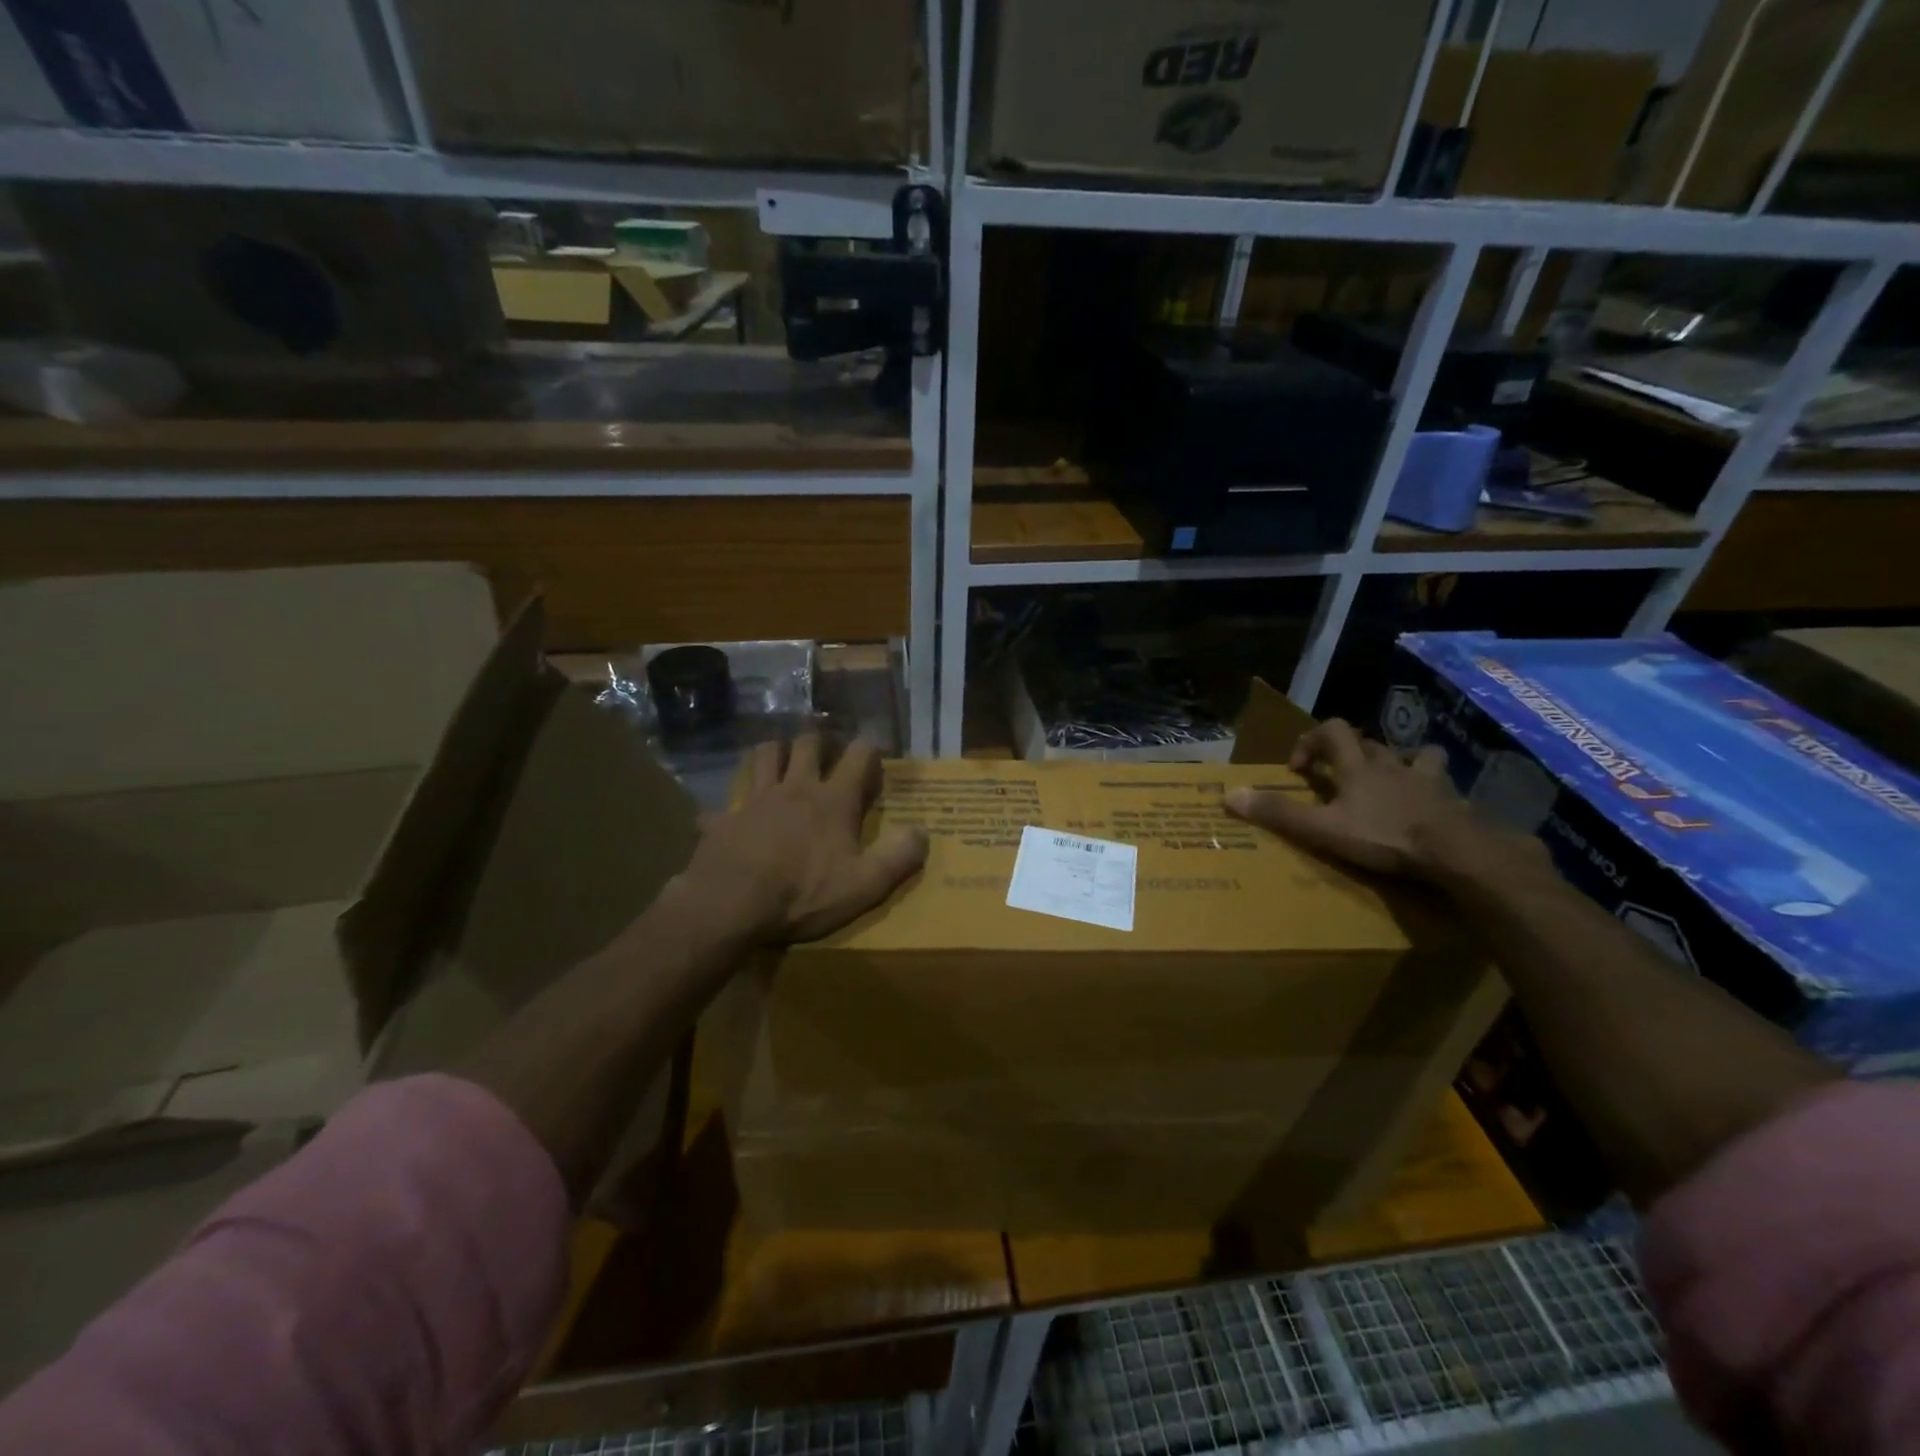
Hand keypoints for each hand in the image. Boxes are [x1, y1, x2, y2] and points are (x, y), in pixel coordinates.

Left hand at [684, 735, 928, 941]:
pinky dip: (730, 808)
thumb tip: (924, 832)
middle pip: (807, 745)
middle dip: (818, 742)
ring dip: (774, 752)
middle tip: (824, 754)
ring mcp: (756, 800)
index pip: (858, 756)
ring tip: (780, 760)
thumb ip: (898, 857)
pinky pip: (724, 805)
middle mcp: (795, 788)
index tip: (875, 752)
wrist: (732, 903)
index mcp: (833, 800)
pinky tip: (730, 817)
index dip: (870, 749)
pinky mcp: (725, 819)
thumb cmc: (804, 893)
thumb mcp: (864, 885)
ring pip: (763, 756)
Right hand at [1223, 719, 1487, 877]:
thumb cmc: (1384, 835)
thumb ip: (1279, 813)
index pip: (1331, 730)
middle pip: (1370, 743)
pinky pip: (1444, 786)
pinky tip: (1429, 808)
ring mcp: (1427, 780)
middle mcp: (1391, 764)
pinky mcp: (1454, 801)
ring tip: (1391, 783)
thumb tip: (1229, 795)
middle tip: (1340, 780)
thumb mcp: (1323, 828)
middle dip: (1352, 754)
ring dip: (1400, 763)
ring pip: (1414, 755)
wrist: (1456, 851)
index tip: (1300, 768)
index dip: (1311, 741)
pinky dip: (1434, 790)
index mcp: (1358, 766)